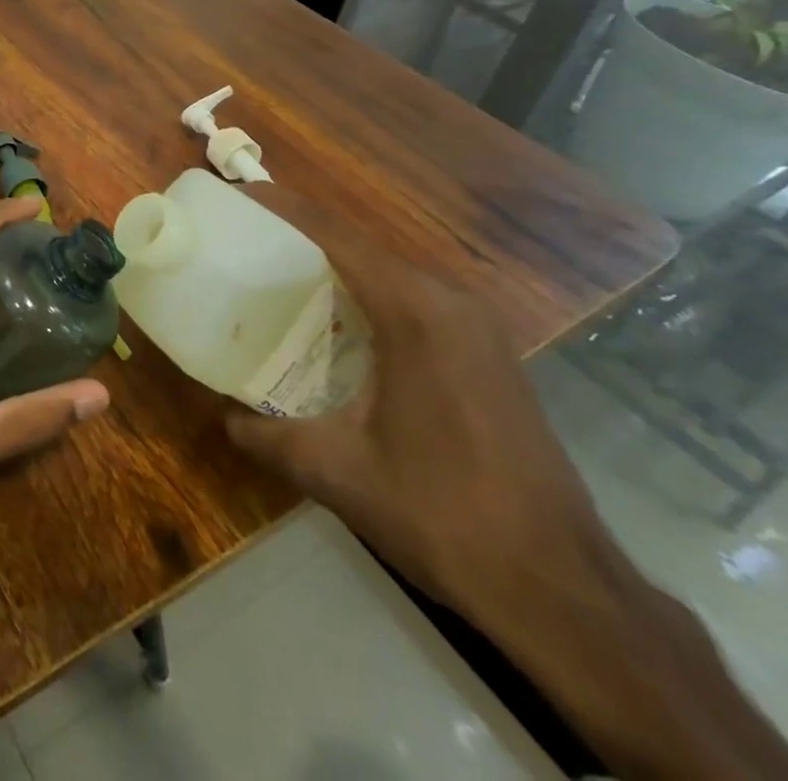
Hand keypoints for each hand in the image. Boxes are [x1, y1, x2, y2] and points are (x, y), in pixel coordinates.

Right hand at [223, 183, 614, 623]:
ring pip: (390, 272)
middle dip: (300, 235)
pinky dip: (367, 295)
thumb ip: (267, 436)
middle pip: (361, 245)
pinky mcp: (489, 353)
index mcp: (414, 311)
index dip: (281, 206)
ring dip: (335, 266)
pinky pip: (415, 300)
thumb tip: (223, 417)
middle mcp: (450, 302)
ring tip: (277, 277)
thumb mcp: (337, 474)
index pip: (334, 234)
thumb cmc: (444, 516)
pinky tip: (336, 327)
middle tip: (244, 242)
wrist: (564, 591)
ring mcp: (478, 326)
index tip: (235, 195)